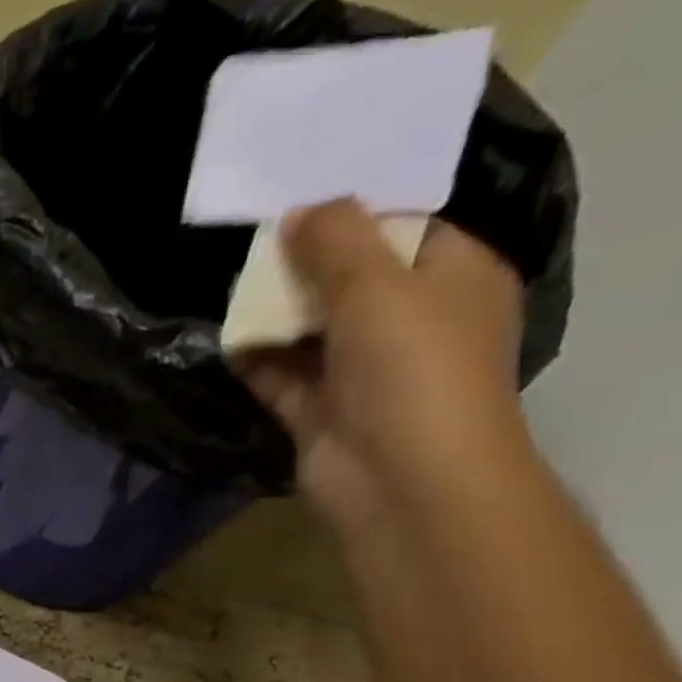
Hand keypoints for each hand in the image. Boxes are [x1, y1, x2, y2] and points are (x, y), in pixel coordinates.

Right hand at [237, 199, 531, 535]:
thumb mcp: (378, 285)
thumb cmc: (412, 369)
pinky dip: (259, 361)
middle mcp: (412, 322)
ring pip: (313, 331)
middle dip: (304, 265)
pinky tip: (228, 342)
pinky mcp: (322, 414)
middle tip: (254, 244)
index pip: (402, 229)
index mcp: (452, 278)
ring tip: (233, 289)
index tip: (298, 200)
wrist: (400, 481)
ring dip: (276, 314)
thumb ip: (336, 240)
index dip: (351, 214)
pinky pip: (285, 377)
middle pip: (350, 280)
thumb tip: (298, 212)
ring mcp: (364, 373)